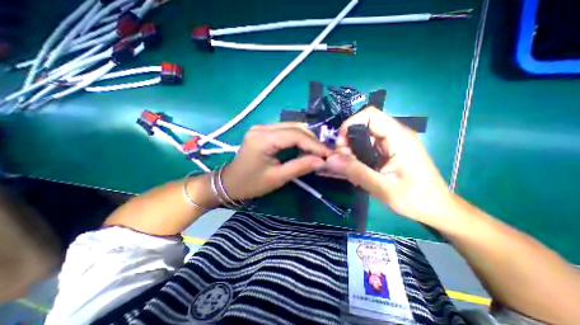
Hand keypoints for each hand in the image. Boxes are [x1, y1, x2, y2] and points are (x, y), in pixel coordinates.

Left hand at [223, 123, 330, 199]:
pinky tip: (304, 148)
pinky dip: (298, 139)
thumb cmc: (251, 184)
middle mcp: (262, 127)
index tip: (328, 154)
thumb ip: (300, 167)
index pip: (295, 135)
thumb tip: (322, 161)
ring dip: (306, 139)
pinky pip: (285, 131)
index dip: (314, 144)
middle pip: (294, 127)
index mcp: (262, 139)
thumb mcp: (277, 178)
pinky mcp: (263, 131)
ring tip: (316, 152)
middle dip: (312, 140)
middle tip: (324, 154)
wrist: (230, 182)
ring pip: (291, 127)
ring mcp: (262, 127)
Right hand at [325, 107, 454, 225]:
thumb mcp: (382, 188)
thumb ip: (355, 171)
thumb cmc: (416, 199)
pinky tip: (356, 168)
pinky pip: (367, 145)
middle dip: (347, 140)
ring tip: (348, 167)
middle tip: (342, 160)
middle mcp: (395, 134)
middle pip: (364, 125)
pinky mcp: (390, 151)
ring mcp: (393, 142)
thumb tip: (330, 159)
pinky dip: (357, 154)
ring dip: (351, 149)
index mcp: (398, 137)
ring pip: (363, 136)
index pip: (370, 115)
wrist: (437, 208)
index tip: (340, 145)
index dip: (350, 124)